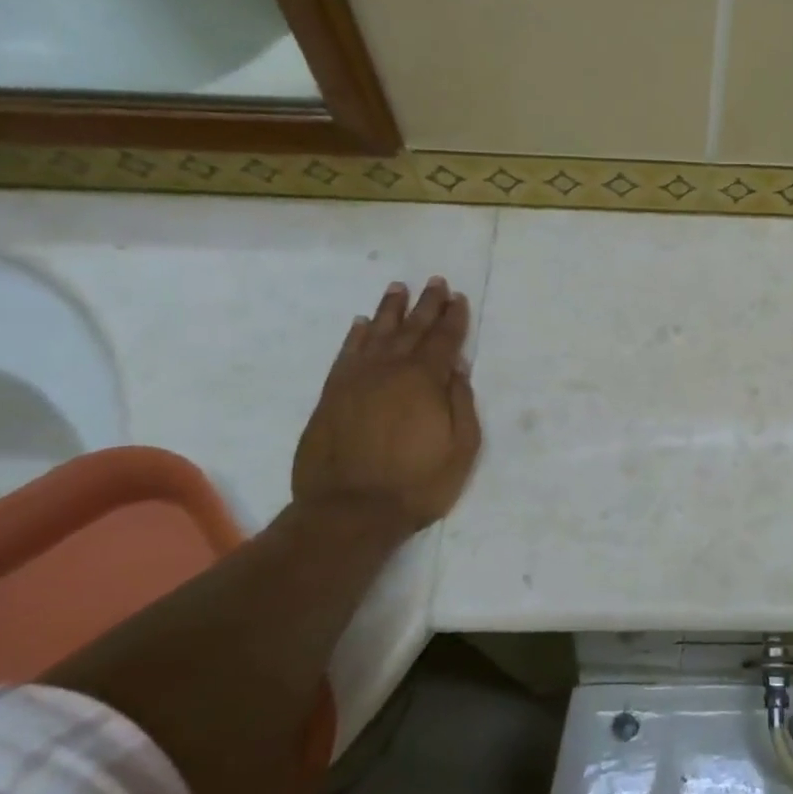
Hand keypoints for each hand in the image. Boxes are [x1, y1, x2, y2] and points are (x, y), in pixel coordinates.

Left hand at [291, 278, 482, 540]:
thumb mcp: (461, 448)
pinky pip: (346, 354)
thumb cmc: (417, 483)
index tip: (457, 296)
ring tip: (398, 288)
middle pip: (411, 329)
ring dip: (390, 310)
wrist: (348, 511)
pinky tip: (362, 324)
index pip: (443, 340)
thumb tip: (455, 367)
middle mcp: (389, 370)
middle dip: (426, 304)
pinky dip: (356, 336)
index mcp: (424, 380)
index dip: (452, 317)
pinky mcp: (331, 395)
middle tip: (434, 282)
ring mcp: (356, 380)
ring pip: (376, 334)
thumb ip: (461, 403)